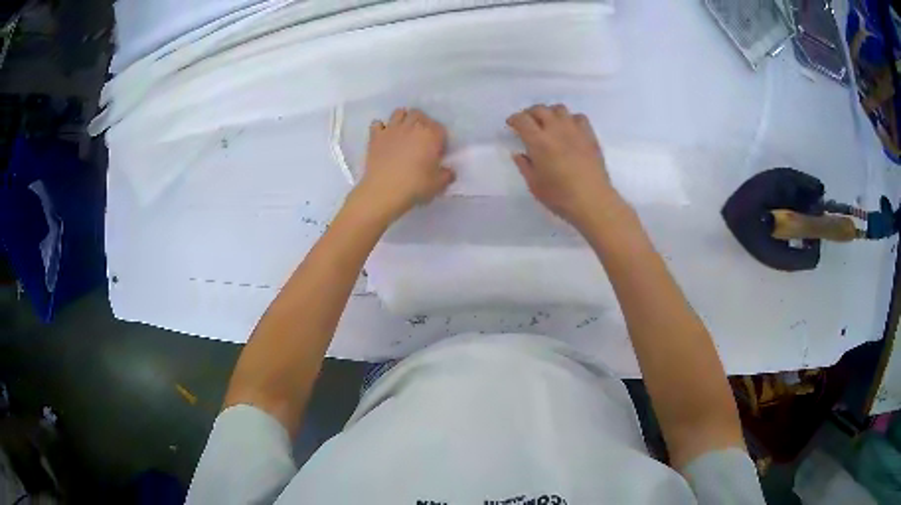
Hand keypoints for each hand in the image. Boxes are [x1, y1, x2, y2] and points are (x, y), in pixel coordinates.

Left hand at [352, 108, 454, 221]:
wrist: (384, 191)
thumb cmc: (415, 186)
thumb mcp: (438, 184)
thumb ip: (447, 175)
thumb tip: (449, 172)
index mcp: (431, 135)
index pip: (440, 128)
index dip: (440, 138)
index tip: (437, 150)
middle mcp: (412, 127)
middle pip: (419, 114)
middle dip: (422, 123)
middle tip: (421, 138)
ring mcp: (392, 129)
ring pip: (399, 113)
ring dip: (403, 119)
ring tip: (404, 132)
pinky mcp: (375, 136)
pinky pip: (377, 124)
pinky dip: (381, 128)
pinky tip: (383, 136)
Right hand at [507, 104, 622, 228]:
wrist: (593, 201)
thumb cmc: (560, 196)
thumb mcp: (534, 185)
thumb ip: (525, 166)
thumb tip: (519, 154)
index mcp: (538, 142)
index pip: (522, 120)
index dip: (514, 119)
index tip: (511, 124)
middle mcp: (556, 130)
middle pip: (540, 109)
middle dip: (530, 113)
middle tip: (527, 123)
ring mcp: (575, 130)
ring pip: (559, 109)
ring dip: (550, 113)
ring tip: (548, 123)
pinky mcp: (590, 136)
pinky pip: (578, 117)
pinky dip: (570, 119)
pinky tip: (569, 129)